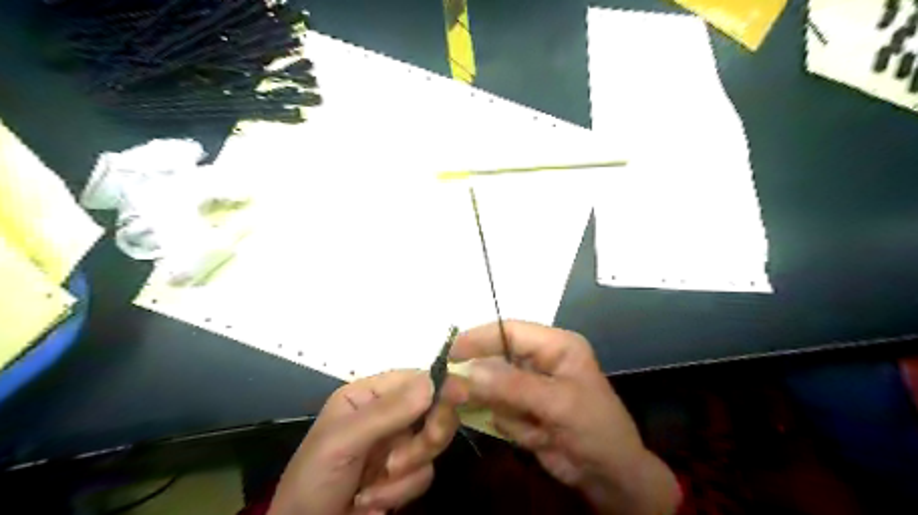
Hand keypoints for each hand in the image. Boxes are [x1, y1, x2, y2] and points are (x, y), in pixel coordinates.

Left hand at [271, 369, 459, 514]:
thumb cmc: (314, 480)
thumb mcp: (343, 441)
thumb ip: (387, 412)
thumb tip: (435, 381)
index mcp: (369, 395)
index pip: (415, 379)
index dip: (439, 387)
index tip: (458, 398)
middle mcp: (388, 415)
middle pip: (433, 410)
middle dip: (424, 437)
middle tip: (405, 458)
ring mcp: (398, 445)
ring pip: (432, 444)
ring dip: (405, 471)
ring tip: (371, 488)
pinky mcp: (404, 475)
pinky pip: (425, 474)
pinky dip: (400, 492)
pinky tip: (371, 501)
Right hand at [445, 321, 680, 514]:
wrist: (610, 477)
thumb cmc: (595, 429)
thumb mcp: (558, 403)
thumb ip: (512, 386)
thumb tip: (467, 372)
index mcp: (556, 346)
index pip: (510, 331)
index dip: (479, 338)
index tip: (451, 352)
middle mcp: (540, 360)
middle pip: (497, 356)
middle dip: (480, 376)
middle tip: (452, 390)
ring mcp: (530, 386)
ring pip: (494, 385)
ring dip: (499, 406)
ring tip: (524, 422)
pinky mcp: (523, 408)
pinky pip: (499, 409)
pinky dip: (508, 423)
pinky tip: (535, 435)